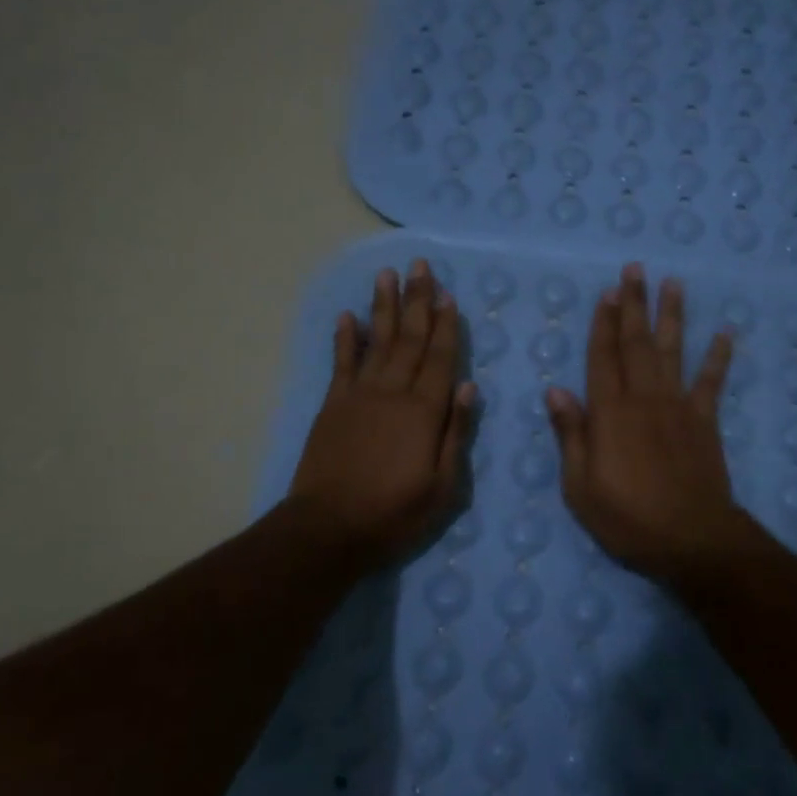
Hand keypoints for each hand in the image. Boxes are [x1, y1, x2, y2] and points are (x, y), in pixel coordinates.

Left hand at [288, 259, 475, 572]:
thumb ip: (456, 433)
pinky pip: (341, 363)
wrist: (328, 529)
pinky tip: (347, 316)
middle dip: (417, 301)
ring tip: (386, 275)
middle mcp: (392, 393)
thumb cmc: (394, 513)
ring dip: (383, 307)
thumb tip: (468, 386)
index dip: (445, 326)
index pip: (440, 358)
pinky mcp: (332, 406)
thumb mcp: (443, 486)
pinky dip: (344, 338)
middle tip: (420, 266)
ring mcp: (358, 396)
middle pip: (409, 339)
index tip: (448, 295)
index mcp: (424, 412)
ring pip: (376, 341)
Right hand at [545, 263, 752, 586]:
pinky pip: (711, 382)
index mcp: (609, 413)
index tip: (608, 291)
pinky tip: (724, 333)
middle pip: (637, 343)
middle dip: (634, 305)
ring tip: (673, 284)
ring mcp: (678, 407)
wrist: (691, 539)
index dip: (603, 322)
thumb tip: (555, 390)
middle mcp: (644, 398)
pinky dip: (718, 357)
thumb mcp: (580, 486)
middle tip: (635, 270)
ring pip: (673, 351)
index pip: (602, 357)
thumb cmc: (627, 518)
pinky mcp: (705, 422)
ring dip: (672, 316)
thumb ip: (570, 434)